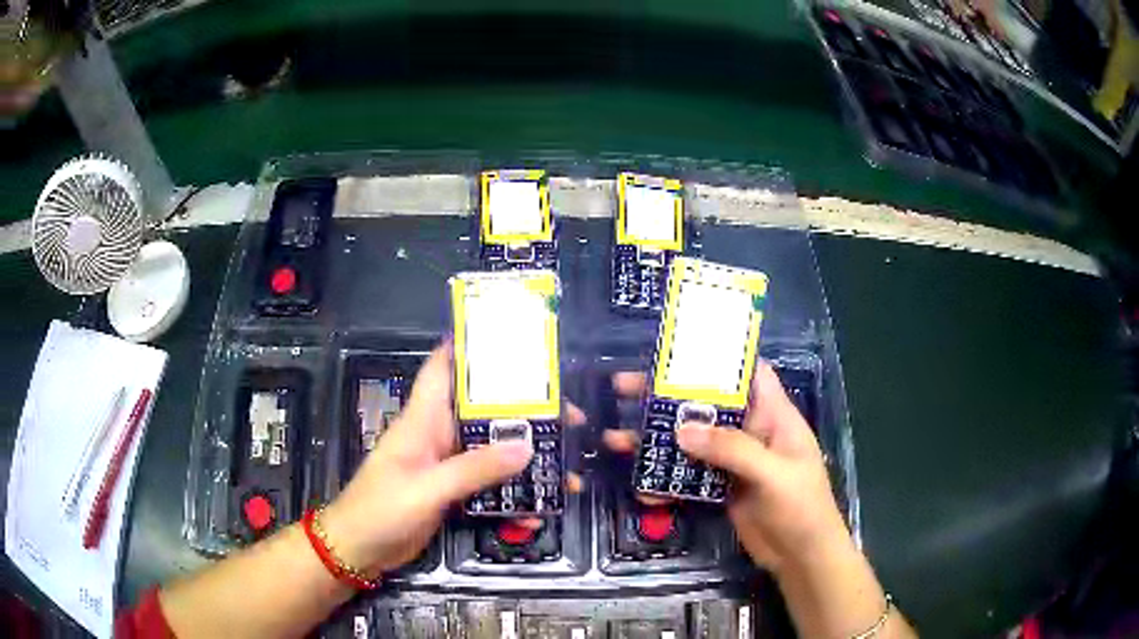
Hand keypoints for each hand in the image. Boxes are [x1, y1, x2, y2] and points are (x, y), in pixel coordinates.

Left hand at [320, 341, 584, 573]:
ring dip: (526, 460)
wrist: (358, 551)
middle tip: (570, 417)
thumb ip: (474, 469)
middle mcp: (437, 436)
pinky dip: (511, 498)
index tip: (515, 338)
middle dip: (525, 412)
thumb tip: (527, 446)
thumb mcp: (427, 489)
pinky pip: (488, 488)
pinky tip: (535, 514)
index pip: (443, 368)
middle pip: (484, 412)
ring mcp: (445, 466)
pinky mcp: (451, 493)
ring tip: (566, 469)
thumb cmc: (380, 510)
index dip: (471, 346)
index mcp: (423, 420)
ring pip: (492, 451)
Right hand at [604, 364, 849, 574]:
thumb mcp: (773, 473)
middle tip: (624, 387)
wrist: (801, 556)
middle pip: (708, 404)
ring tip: (616, 439)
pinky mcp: (721, 487)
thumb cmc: (801, 506)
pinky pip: (689, 476)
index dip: (717, 358)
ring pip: (692, 441)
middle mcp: (751, 432)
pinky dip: (666, 481)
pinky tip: (643, 488)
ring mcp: (734, 461)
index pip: (749, 373)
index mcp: (773, 415)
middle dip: (668, 397)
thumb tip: (682, 430)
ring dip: (658, 441)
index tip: (676, 352)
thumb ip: (731, 449)